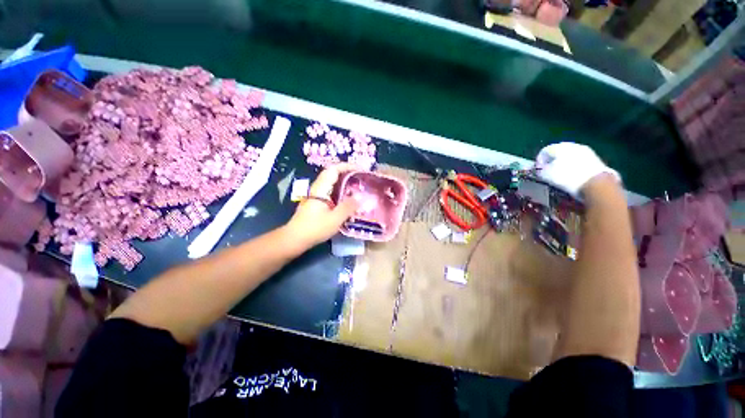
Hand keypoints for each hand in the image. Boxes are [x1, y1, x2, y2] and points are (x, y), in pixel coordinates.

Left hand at [285, 163, 360, 247]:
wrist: (294, 238)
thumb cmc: (314, 228)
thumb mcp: (335, 219)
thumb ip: (348, 207)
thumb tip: (361, 196)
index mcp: (321, 189)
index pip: (333, 170)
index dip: (347, 166)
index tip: (360, 169)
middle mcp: (317, 188)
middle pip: (332, 174)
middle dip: (347, 172)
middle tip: (361, 177)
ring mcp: (316, 195)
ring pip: (331, 182)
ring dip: (343, 181)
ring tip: (357, 185)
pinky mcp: (316, 202)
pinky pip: (330, 191)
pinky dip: (340, 190)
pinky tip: (347, 198)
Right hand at [535, 142, 619, 197]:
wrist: (596, 183)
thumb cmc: (567, 177)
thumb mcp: (547, 176)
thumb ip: (540, 171)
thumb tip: (539, 169)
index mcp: (559, 147)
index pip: (544, 151)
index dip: (538, 161)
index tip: (537, 171)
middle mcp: (572, 145)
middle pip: (558, 152)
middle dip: (552, 161)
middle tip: (548, 171)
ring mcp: (586, 151)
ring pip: (570, 156)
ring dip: (564, 164)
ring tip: (561, 174)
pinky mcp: (595, 159)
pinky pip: (579, 161)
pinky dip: (574, 167)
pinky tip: (573, 176)